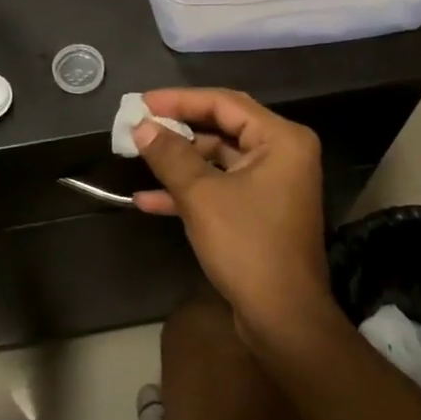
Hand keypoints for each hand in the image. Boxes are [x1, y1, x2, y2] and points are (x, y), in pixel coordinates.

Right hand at [132, 88, 335, 341]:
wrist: (283, 319)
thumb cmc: (247, 246)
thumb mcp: (201, 196)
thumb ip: (170, 155)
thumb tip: (142, 126)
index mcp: (281, 139)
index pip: (225, 103)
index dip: (181, 100)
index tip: (143, 102)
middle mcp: (282, 154)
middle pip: (222, 128)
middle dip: (178, 130)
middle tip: (139, 125)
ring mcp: (272, 184)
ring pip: (218, 159)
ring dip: (179, 162)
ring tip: (138, 156)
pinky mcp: (259, 211)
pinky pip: (220, 187)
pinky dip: (188, 191)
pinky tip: (146, 199)